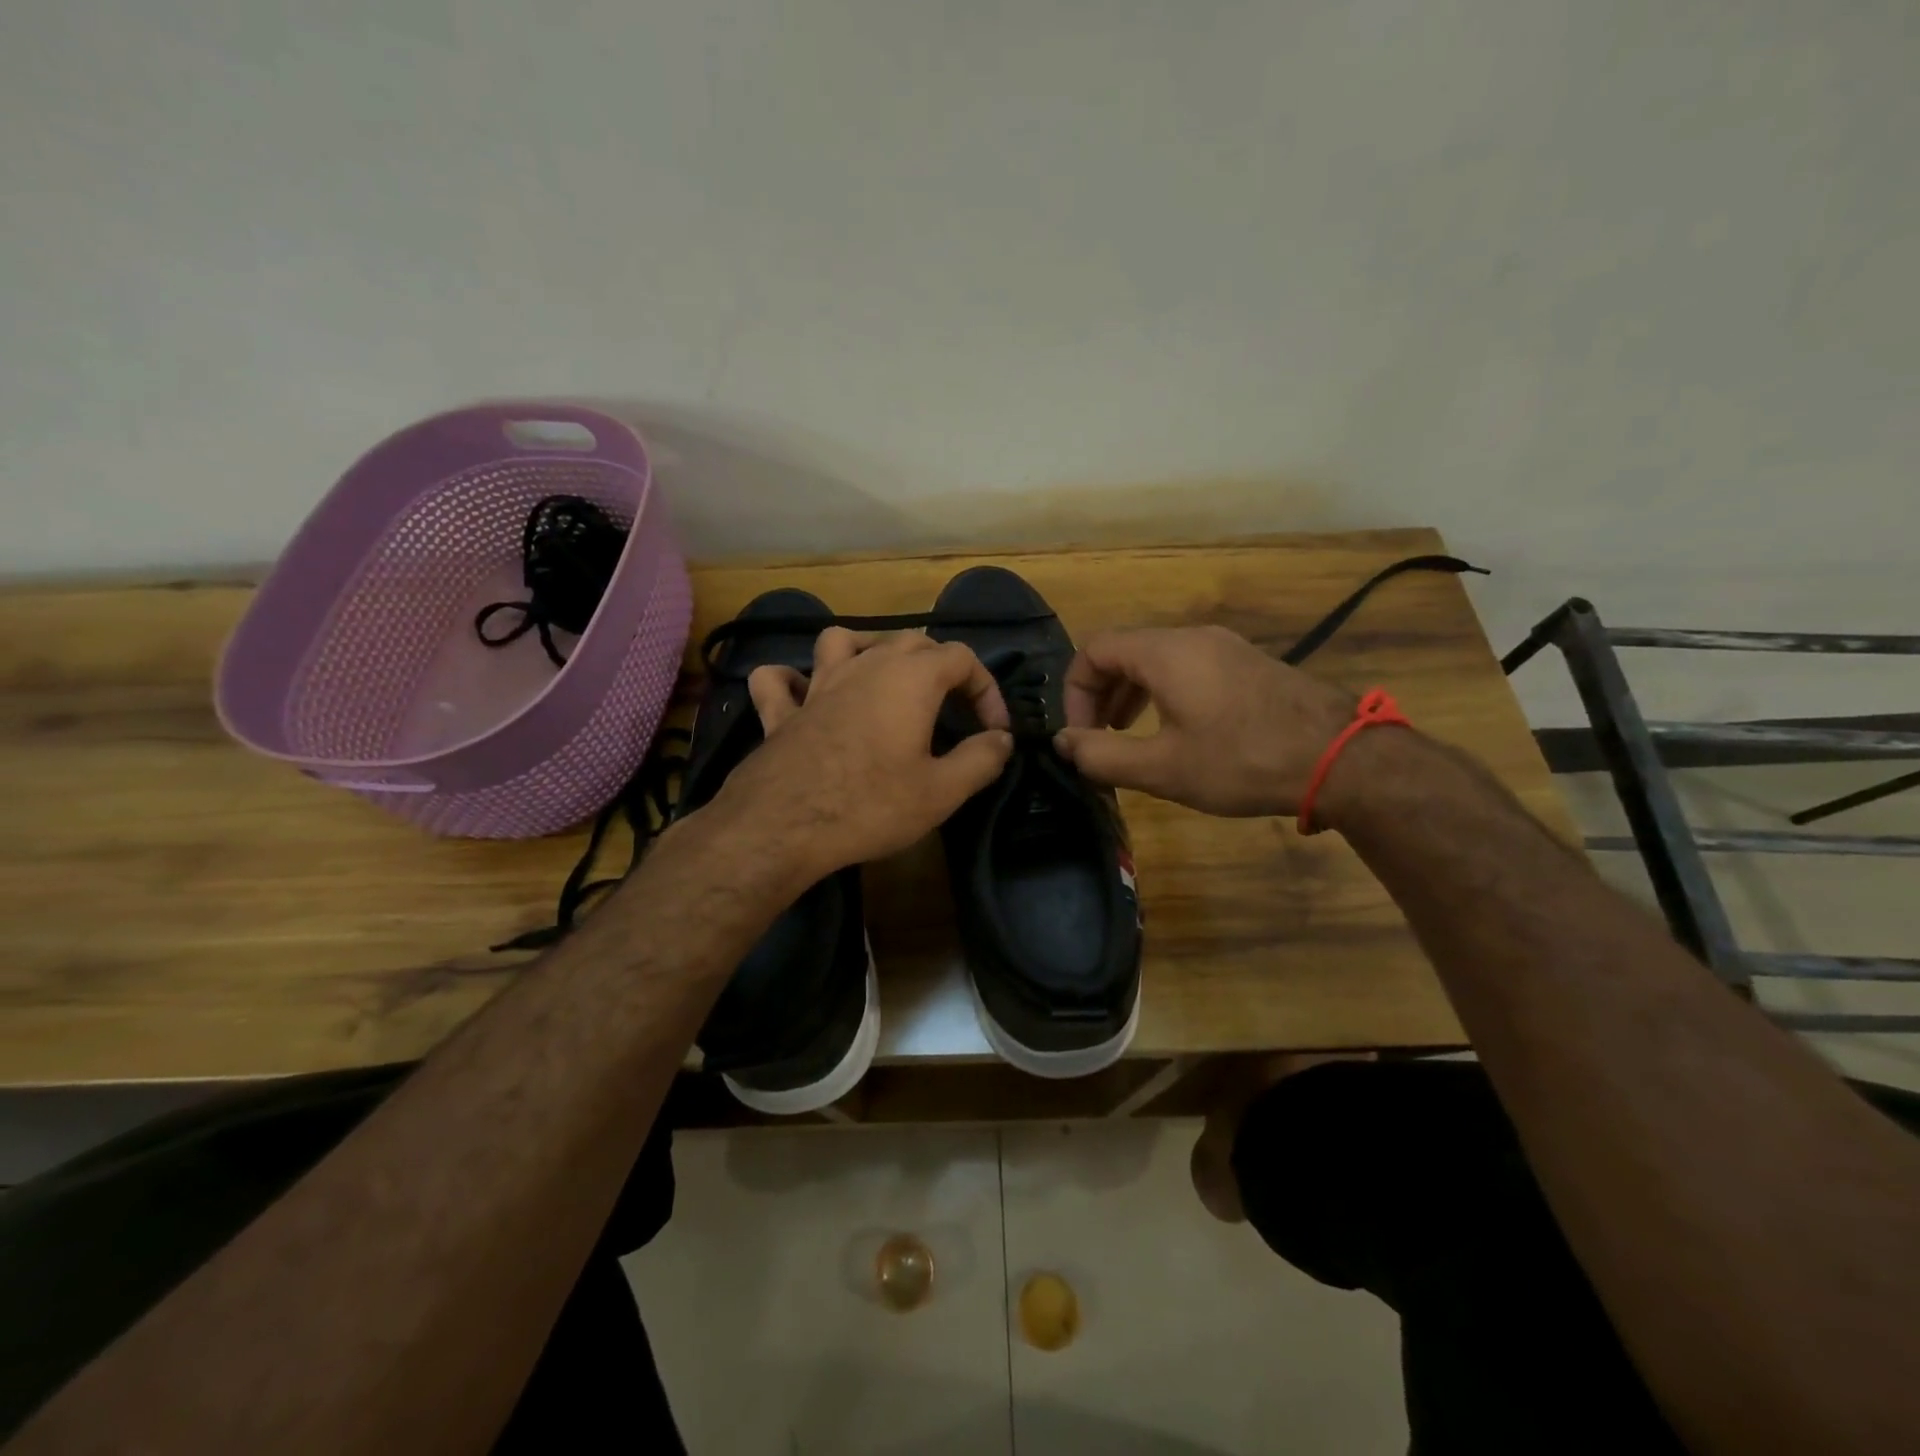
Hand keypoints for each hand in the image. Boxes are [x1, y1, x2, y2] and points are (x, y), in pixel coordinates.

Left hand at [710, 628, 1013, 875]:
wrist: (784, 826)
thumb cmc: (871, 804)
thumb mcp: (942, 791)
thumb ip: (981, 759)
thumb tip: (1002, 740)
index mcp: (910, 678)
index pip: (962, 658)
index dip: (986, 689)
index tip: (994, 731)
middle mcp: (865, 666)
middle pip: (910, 641)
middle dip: (941, 666)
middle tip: (953, 708)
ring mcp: (818, 684)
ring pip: (844, 641)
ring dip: (869, 650)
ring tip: (883, 677)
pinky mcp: (781, 711)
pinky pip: (780, 679)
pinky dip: (792, 679)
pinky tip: (802, 694)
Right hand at [1051, 626, 1357, 816]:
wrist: (1342, 758)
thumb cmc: (1242, 761)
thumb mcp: (1162, 767)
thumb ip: (1102, 755)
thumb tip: (1063, 743)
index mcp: (1165, 652)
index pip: (1093, 650)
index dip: (1074, 693)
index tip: (1080, 736)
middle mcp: (1192, 637)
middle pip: (1124, 651)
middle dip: (1099, 694)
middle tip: (1098, 739)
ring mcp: (1225, 647)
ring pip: (1156, 659)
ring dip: (1130, 694)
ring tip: (1127, 735)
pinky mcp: (1247, 664)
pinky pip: (1187, 667)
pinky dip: (1163, 692)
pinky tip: (1174, 730)